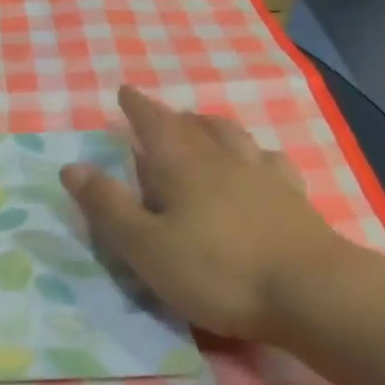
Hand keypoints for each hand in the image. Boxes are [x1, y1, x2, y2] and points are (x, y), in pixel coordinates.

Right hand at [60, 86, 350, 340]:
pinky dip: (257, 154)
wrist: (312, 293)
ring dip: (213, 126)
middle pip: (194, 126)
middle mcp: (223, 160)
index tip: (125, 91)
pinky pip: (272, 162)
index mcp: (182, 166)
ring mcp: (264, 177)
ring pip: (234, 137)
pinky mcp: (295, 199)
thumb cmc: (217, 271)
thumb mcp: (146, 246)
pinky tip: (260, 162)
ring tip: (203, 126)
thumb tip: (71, 166)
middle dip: (172, 116)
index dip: (137, 106)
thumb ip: (108, 207)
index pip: (154, 123)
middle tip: (160, 114)